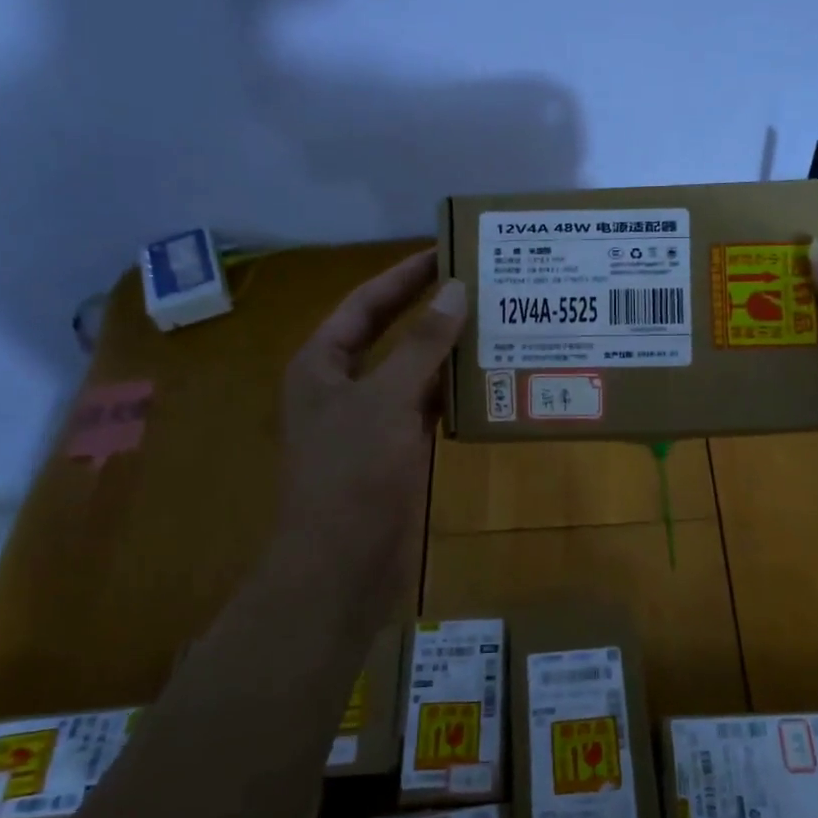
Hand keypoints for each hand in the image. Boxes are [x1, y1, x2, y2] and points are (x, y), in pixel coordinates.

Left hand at [273, 249, 466, 598]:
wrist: (343, 565)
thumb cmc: (352, 474)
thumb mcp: (385, 400)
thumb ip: (421, 345)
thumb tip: (455, 288)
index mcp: (322, 364)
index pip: (364, 304)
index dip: (402, 276)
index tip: (444, 251)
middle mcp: (344, 386)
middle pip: (390, 334)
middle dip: (430, 310)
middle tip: (479, 282)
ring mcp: (372, 421)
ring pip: (414, 372)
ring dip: (448, 351)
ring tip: (495, 322)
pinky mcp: (397, 451)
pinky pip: (428, 408)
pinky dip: (455, 392)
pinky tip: (490, 378)